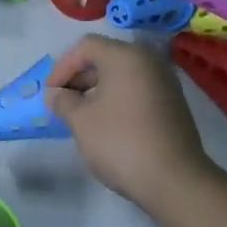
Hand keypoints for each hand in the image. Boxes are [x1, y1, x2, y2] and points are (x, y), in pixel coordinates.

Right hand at [46, 35, 214, 211]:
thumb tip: (55, 94)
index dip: (63, 66)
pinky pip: (138, 90)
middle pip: (106, 58)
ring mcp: (165, 81)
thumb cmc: (121, 142)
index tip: (51, 93)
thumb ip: (63, 102)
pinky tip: (108, 123)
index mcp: (125, 56)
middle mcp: (148, 60)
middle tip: (63, 103)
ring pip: (122, 75)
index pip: (86, 46)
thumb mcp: (82, 121)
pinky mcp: (174, 103)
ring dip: (98, 89)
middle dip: (80, 78)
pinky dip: (118, 99)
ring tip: (81, 115)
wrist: (175, 180)